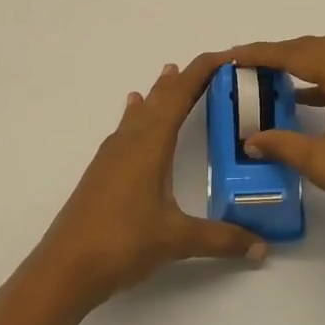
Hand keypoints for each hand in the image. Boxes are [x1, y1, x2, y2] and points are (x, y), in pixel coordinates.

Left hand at [38, 53, 266, 308]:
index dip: (202, 71)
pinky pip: (125, 129)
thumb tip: (261, 247)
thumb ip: (221, 239)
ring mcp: (111, 156)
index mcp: (150, 144)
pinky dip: (137, 114)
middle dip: (184, 79)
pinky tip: (132, 116)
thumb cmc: (122, 243)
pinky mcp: (101, 173)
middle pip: (159, 98)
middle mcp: (130, 141)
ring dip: (158, 93)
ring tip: (168, 74)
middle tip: (209, 64)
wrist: (63, 269)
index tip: (227, 55)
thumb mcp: (177, 240)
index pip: (180, 95)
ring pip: (139, 111)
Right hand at [221, 34, 324, 249]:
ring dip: (306, 61)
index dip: (262, 53)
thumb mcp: (322, 162)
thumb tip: (251, 139)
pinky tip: (305, 97)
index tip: (233, 53)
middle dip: (282, 54)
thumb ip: (283, 144)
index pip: (297, 54)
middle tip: (249, 65)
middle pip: (317, 46)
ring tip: (272, 76)